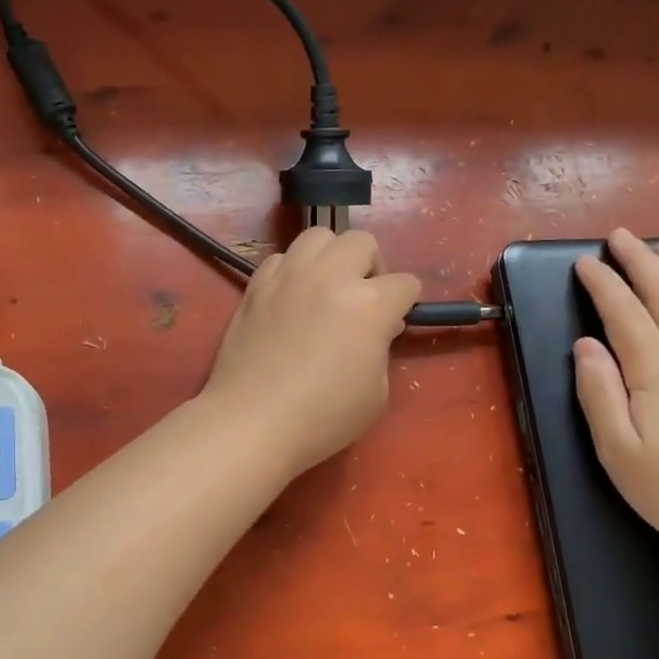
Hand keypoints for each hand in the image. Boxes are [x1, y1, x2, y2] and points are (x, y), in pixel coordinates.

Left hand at [202, 228, 420, 478]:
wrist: (253, 421)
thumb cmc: (323, 417)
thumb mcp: (377, 393)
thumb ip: (382, 348)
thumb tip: (377, 327)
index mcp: (369, 304)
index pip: (405, 284)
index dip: (405, 303)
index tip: (394, 323)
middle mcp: (330, 277)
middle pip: (362, 242)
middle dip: (371, 267)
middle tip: (362, 298)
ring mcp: (289, 276)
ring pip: (319, 236)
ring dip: (332, 257)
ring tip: (326, 287)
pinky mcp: (257, 285)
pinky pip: (282, 257)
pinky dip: (294, 270)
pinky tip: (292, 298)